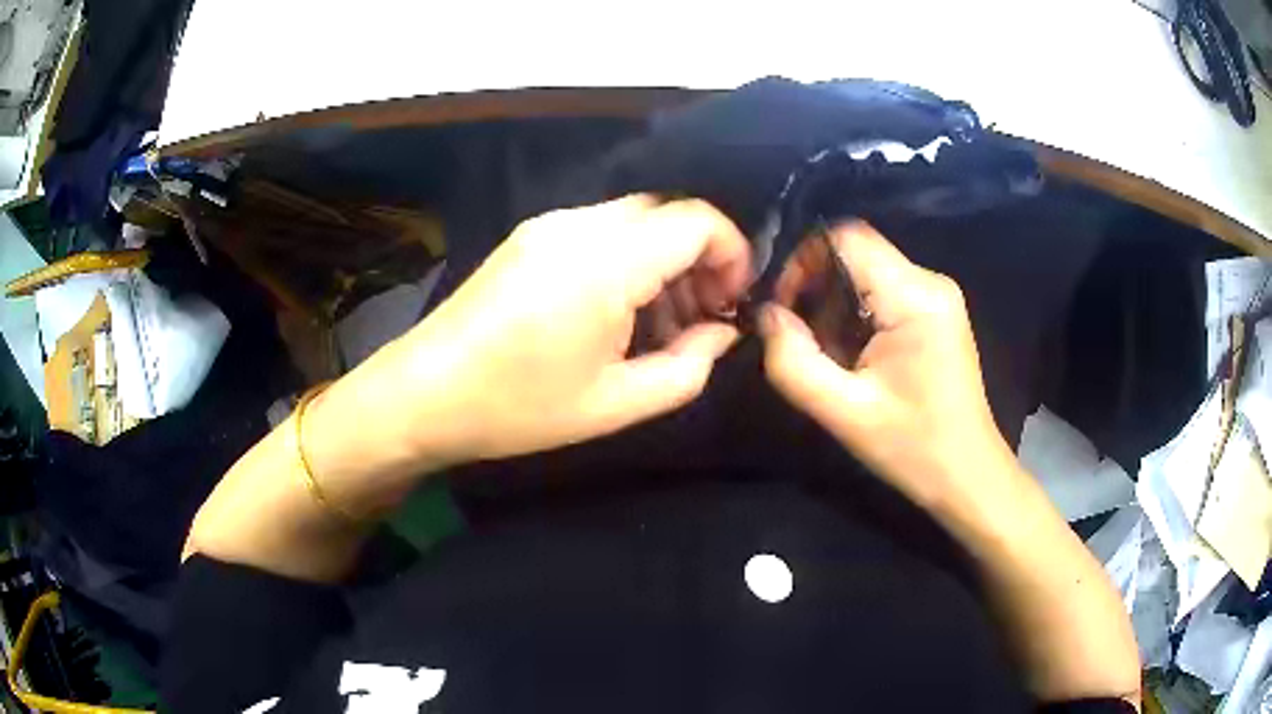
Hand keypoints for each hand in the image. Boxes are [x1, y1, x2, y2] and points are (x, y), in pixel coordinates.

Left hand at [373, 195, 751, 466]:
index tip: (732, 302)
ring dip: (664, 259)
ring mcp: (549, 224)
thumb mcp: (615, 405)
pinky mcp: (531, 235)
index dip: (732, 253)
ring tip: (661, 323)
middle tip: (702, 316)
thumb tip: (722, 333)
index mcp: (605, 262)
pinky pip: (601, 230)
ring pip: (636, 219)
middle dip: (701, 257)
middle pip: (668, 212)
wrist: (423, 394)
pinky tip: (617, 311)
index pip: (697, 219)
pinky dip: (629, 259)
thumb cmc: (517, 408)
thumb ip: (687, 367)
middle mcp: (579, 225)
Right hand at [759, 221, 1018, 511]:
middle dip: (817, 287)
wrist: (966, 475)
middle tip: (800, 338)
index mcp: (915, 297)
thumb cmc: (913, 448)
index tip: (784, 309)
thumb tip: (766, 316)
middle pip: (856, 254)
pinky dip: (856, 314)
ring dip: (835, 304)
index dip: (804, 262)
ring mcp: (936, 295)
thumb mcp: (844, 414)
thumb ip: (793, 363)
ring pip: (867, 272)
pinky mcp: (936, 312)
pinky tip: (853, 355)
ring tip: (828, 353)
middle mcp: (930, 281)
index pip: (847, 239)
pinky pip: (883, 291)